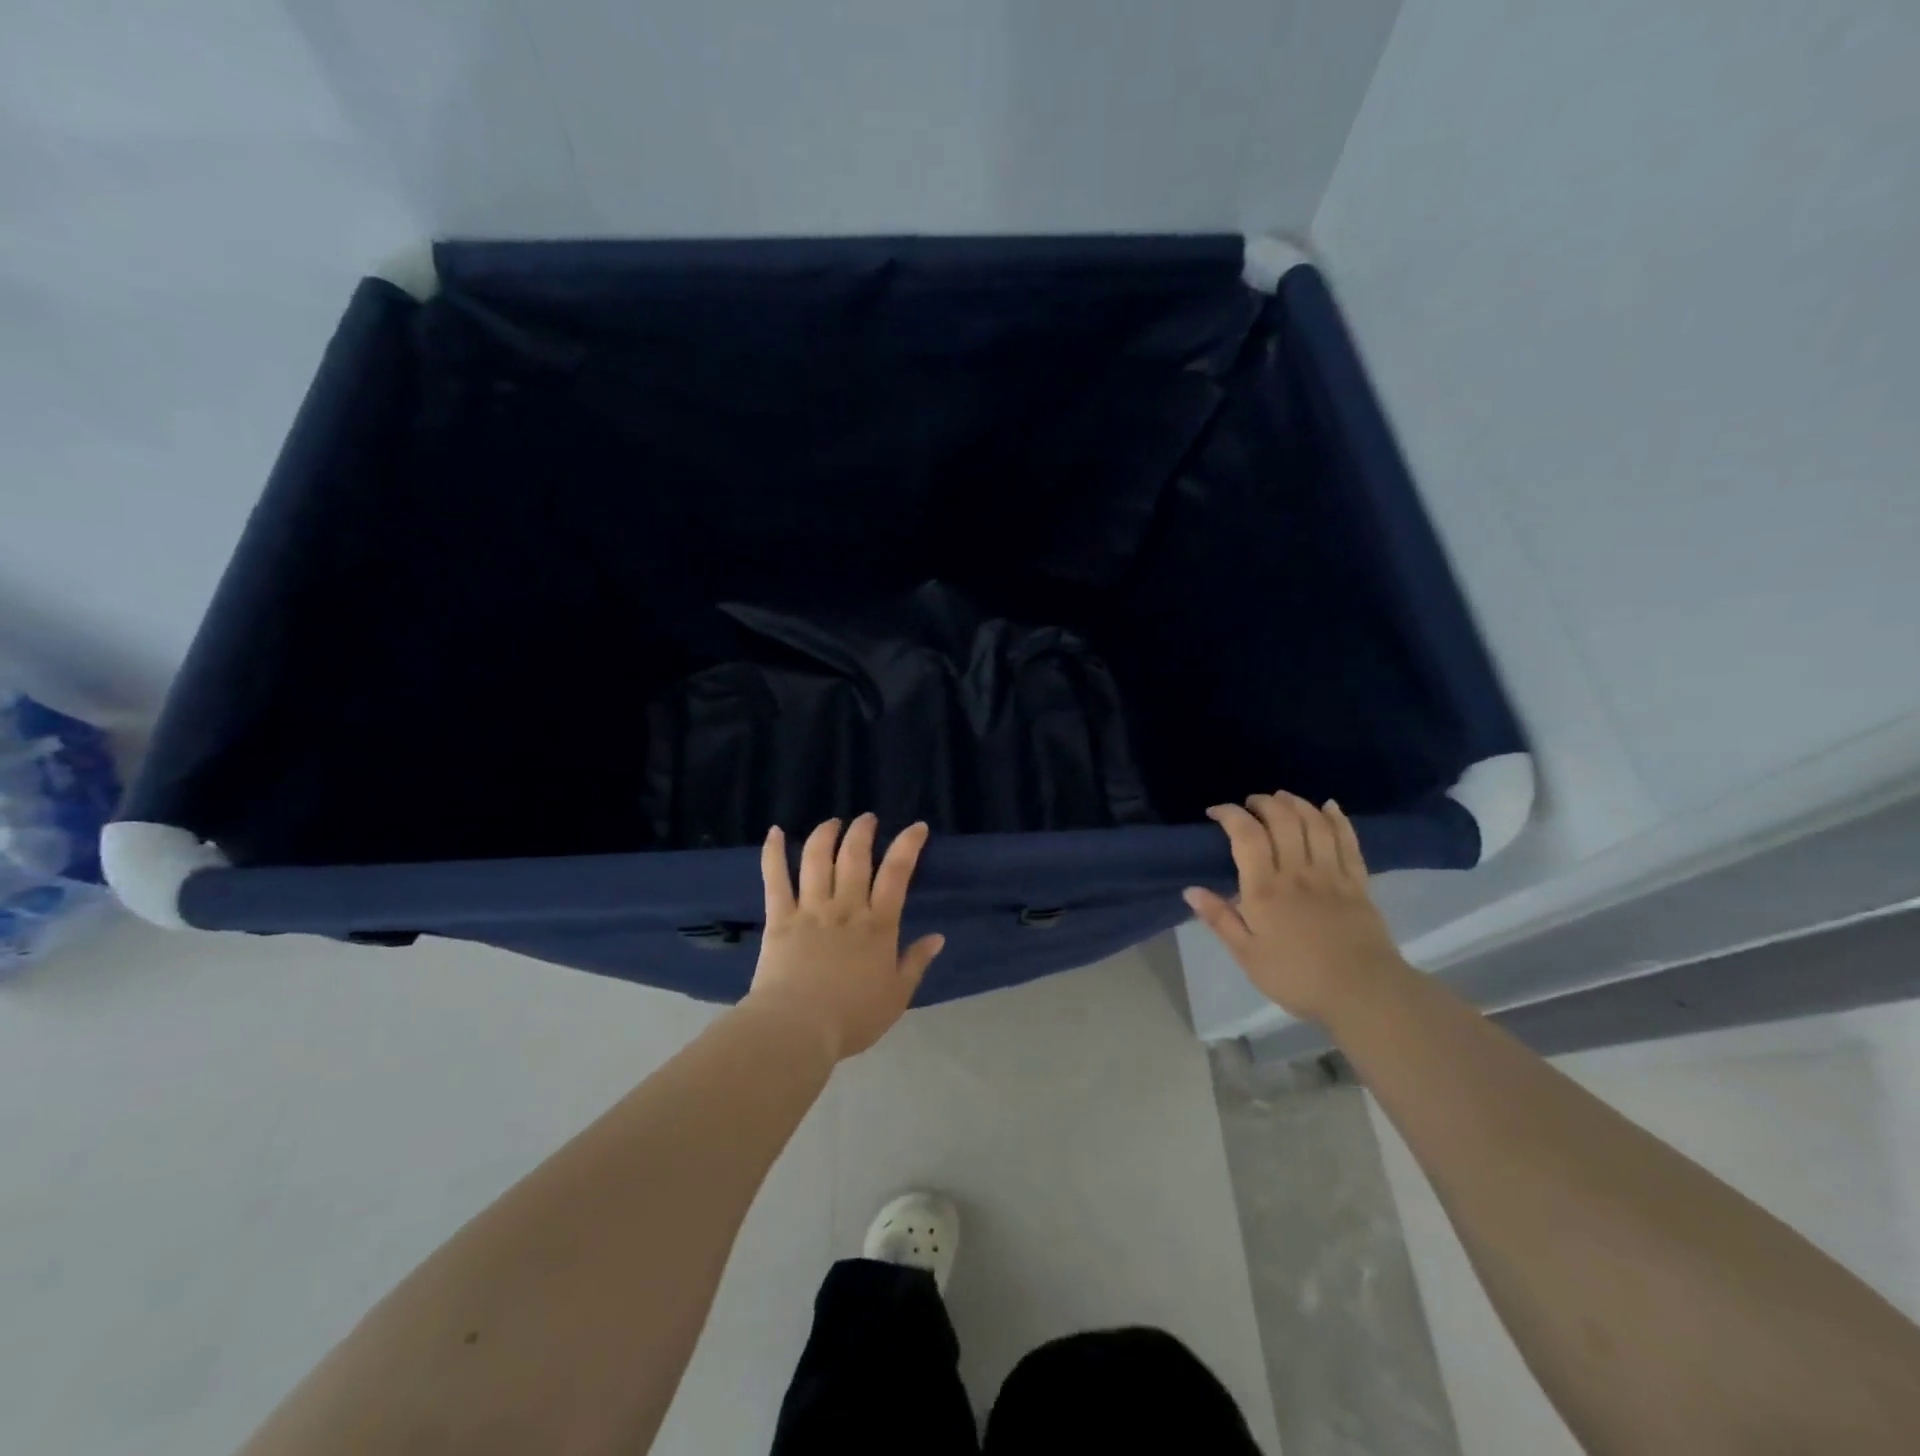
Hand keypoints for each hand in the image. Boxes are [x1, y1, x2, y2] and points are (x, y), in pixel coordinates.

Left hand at [744, 814, 944, 1061]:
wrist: (798, 1029)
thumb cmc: (852, 1017)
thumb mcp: (897, 996)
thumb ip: (916, 962)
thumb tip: (938, 937)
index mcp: (878, 925)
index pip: (897, 873)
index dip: (908, 845)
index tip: (916, 827)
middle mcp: (846, 908)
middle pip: (854, 856)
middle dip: (863, 831)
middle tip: (867, 819)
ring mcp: (810, 909)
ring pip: (817, 859)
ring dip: (825, 834)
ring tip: (832, 822)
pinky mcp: (780, 918)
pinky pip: (775, 879)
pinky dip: (772, 852)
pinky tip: (774, 832)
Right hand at [1184, 793, 1404, 1023]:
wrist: (1363, 994)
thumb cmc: (1297, 977)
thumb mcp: (1247, 955)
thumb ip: (1220, 919)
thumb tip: (1190, 890)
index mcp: (1265, 889)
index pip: (1246, 836)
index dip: (1230, 814)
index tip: (1216, 811)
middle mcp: (1298, 872)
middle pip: (1282, 820)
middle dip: (1264, 803)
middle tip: (1250, 804)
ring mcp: (1332, 874)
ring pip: (1314, 824)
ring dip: (1297, 803)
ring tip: (1282, 798)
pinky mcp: (1358, 883)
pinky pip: (1348, 841)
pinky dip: (1337, 819)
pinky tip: (1328, 806)